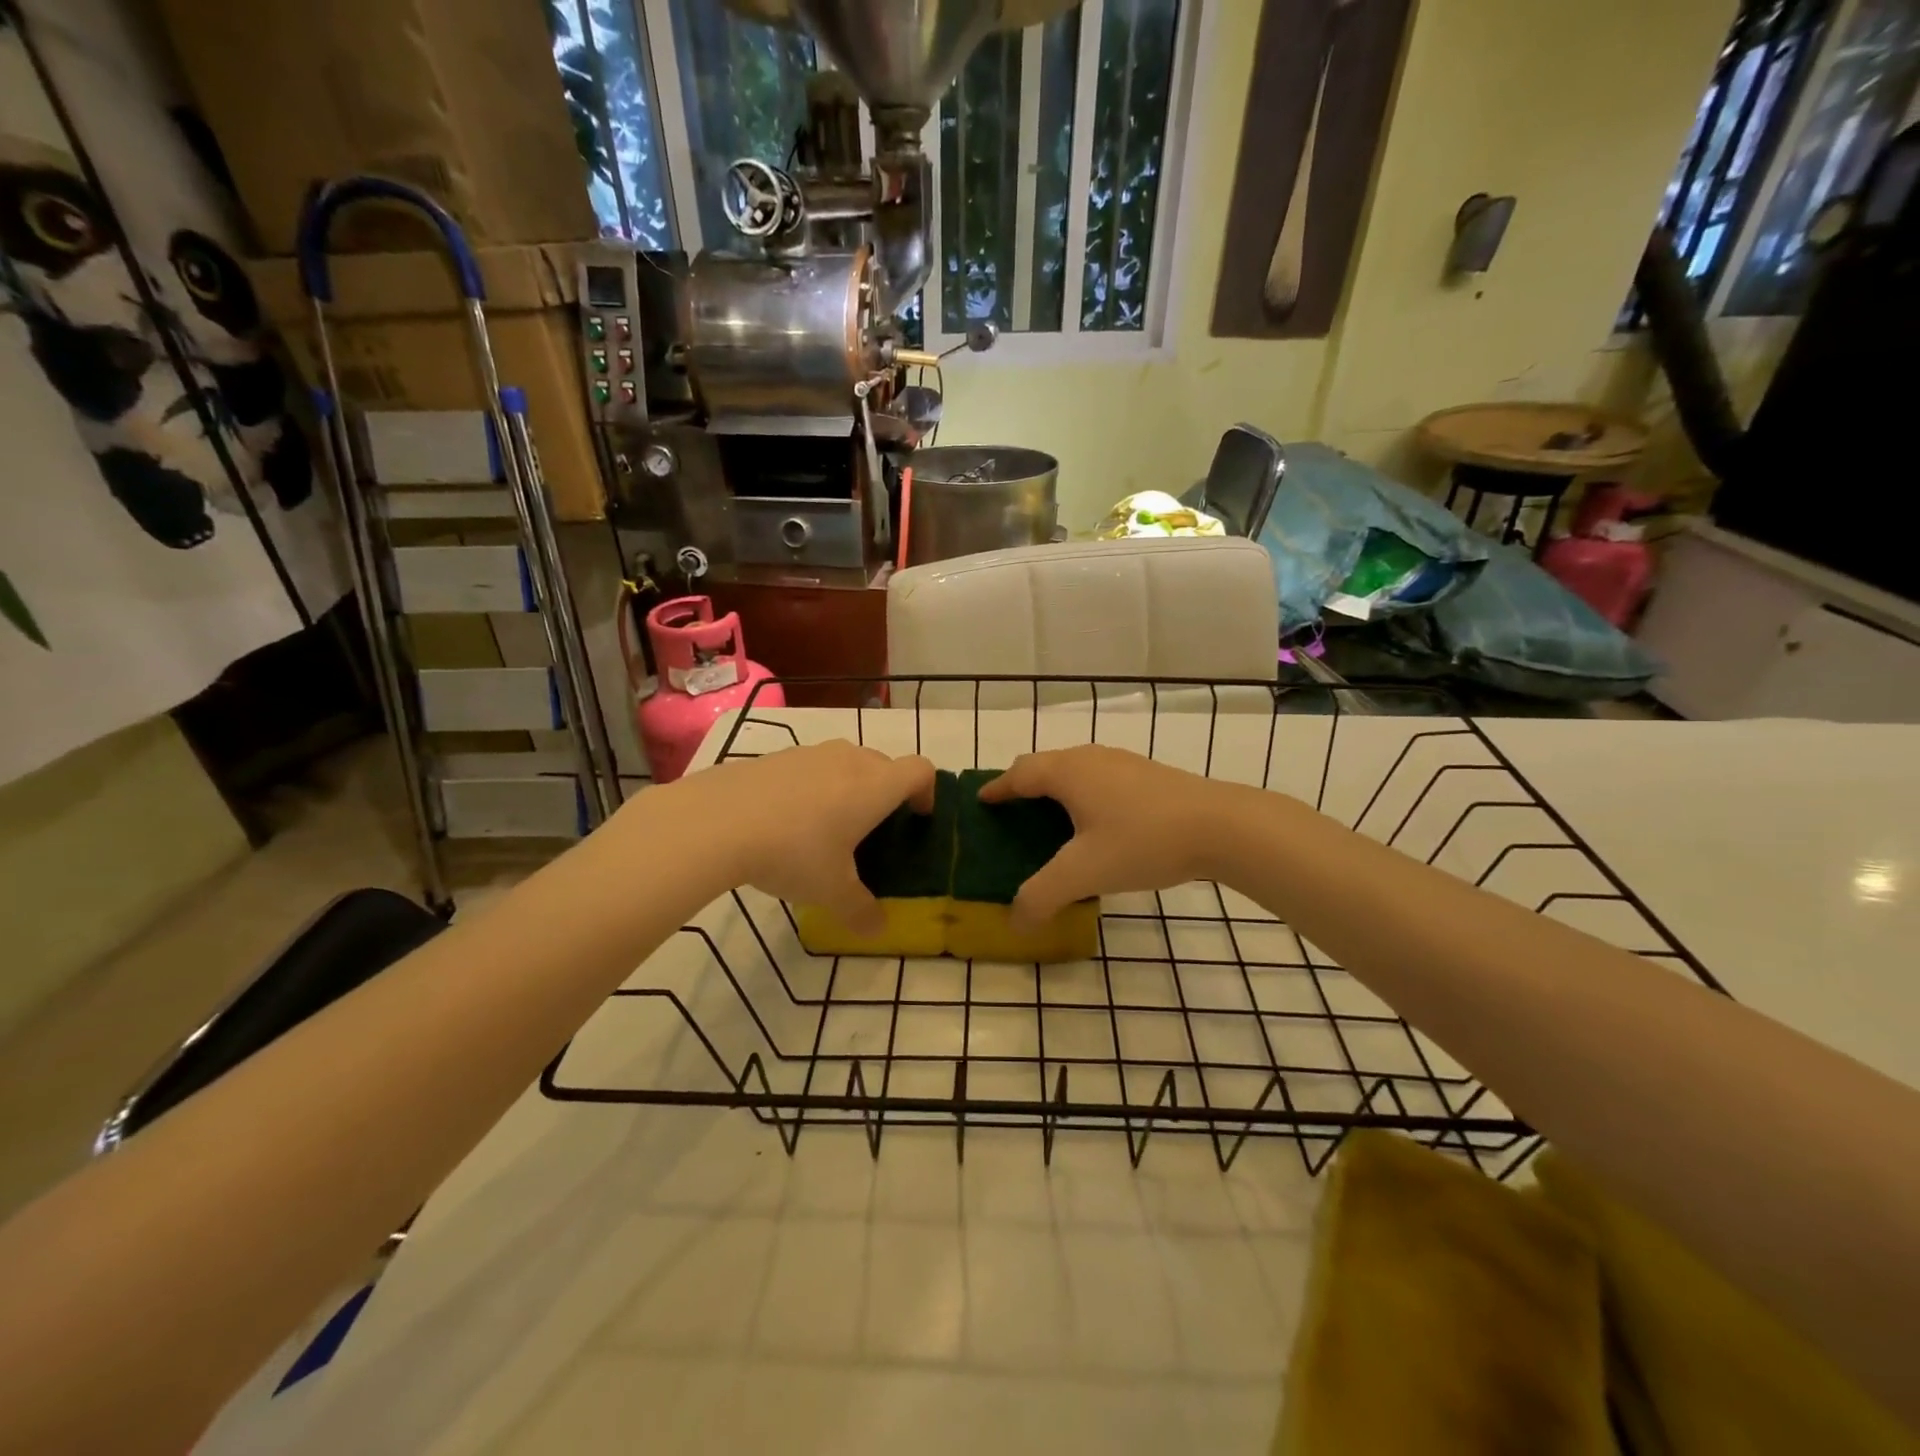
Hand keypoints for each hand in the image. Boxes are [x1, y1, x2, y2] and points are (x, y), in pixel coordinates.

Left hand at [660, 740, 934, 932]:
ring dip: (848, 787)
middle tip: (872, 831)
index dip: (927, 792)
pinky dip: (811, 788)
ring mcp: (809, 753)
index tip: (917, 818)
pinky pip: (808, 768)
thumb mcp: (831, 892)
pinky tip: (785, 822)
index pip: (920, 770)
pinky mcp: (774, 756)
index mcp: (875, 786)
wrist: (716, 821)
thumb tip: (878, 929)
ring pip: (844, 763)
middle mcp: (849, 760)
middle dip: (887, 793)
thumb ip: (861, 911)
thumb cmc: (793, 853)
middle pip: (884, 764)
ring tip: (826, 827)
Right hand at [980, 745, 1241, 928]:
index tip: (981, 801)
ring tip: (1049, 821)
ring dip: (1055, 790)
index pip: (1018, 774)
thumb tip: (1015, 922)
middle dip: (1023, 786)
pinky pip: (1099, 778)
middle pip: (1044, 766)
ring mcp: (1122, 763)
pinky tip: (1096, 825)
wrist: (1222, 826)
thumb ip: (1042, 897)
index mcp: (1067, 772)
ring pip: (1074, 770)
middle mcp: (1090, 758)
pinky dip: (1083, 795)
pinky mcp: (1147, 775)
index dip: (996, 788)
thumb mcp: (1084, 874)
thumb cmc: (1143, 840)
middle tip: (1011, 814)